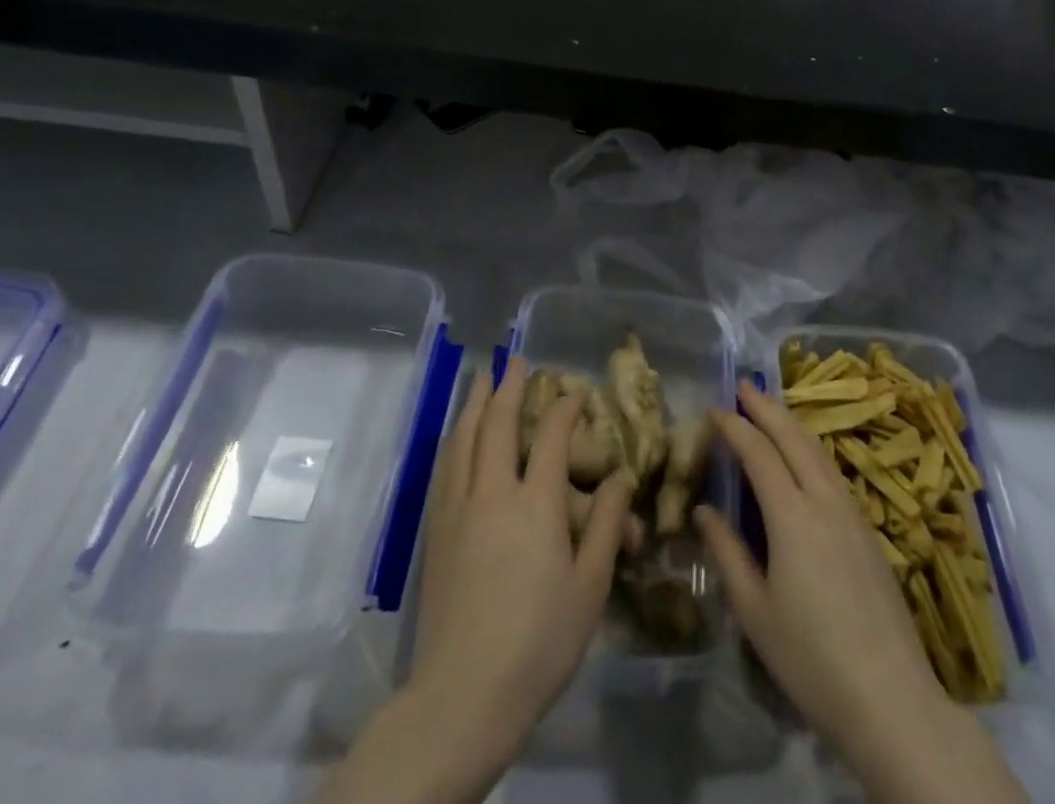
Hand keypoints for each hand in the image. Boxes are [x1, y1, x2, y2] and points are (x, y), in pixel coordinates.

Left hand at [410, 357, 632, 729]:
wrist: (463, 694)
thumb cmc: (539, 642)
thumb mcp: (590, 587)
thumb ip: (605, 525)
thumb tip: (618, 478)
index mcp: (535, 503)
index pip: (550, 435)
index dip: (565, 407)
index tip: (576, 391)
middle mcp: (492, 493)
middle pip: (496, 424)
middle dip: (508, 386)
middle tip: (515, 359)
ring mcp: (458, 510)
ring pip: (462, 439)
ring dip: (473, 403)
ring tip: (482, 378)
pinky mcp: (435, 532)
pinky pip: (444, 467)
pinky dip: (454, 439)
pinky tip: (456, 436)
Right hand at [697, 380, 1027, 803]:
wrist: (890, 697)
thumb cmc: (811, 659)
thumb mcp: (754, 612)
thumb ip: (727, 553)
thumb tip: (702, 511)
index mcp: (792, 516)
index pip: (759, 453)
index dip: (735, 427)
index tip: (715, 409)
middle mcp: (825, 501)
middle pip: (794, 439)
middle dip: (767, 408)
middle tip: (745, 386)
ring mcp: (853, 514)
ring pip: (818, 452)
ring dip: (792, 424)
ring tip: (771, 410)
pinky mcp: (869, 532)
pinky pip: (833, 472)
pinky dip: (811, 450)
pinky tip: (805, 458)